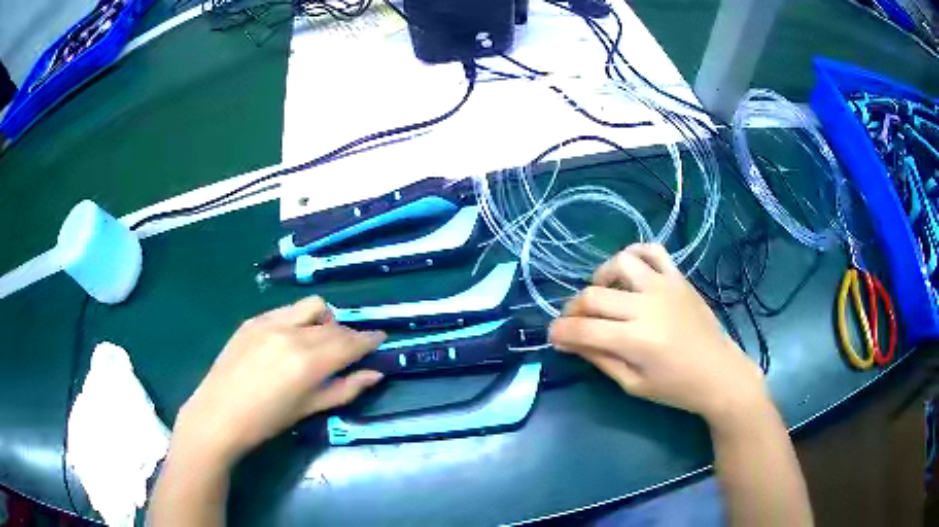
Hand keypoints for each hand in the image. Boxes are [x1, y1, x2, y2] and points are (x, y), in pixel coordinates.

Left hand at [173, 297, 384, 464]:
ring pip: (312, 306)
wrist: (218, 414)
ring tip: (319, 340)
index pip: (350, 342)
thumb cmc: (267, 421)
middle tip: (351, 349)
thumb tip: (375, 374)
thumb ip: (345, 389)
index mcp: (308, 362)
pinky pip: (286, 310)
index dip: (369, 339)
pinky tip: (290, 340)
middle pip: (334, 324)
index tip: (380, 338)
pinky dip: (299, 320)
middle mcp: (292, 334)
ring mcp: (270, 322)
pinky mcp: (253, 320)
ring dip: (325, 319)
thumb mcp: (309, 409)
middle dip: (349, 334)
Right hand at [549, 243, 767, 424]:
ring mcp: (664, 287)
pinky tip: (629, 270)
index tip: (553, 336)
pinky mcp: (678, 278)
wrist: (718, 373)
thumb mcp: (632, 384)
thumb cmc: (675, 387)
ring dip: (601, 277)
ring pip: (620, 262)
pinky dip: (635, 253)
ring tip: (604, 294)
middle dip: (573, 309)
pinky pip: (653, 251)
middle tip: (574, 322)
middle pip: (594, 295)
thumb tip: (570, 341)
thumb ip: (600, 358)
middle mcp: (647, 306)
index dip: (559, 331)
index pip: (583, 328)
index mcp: (636, 340)